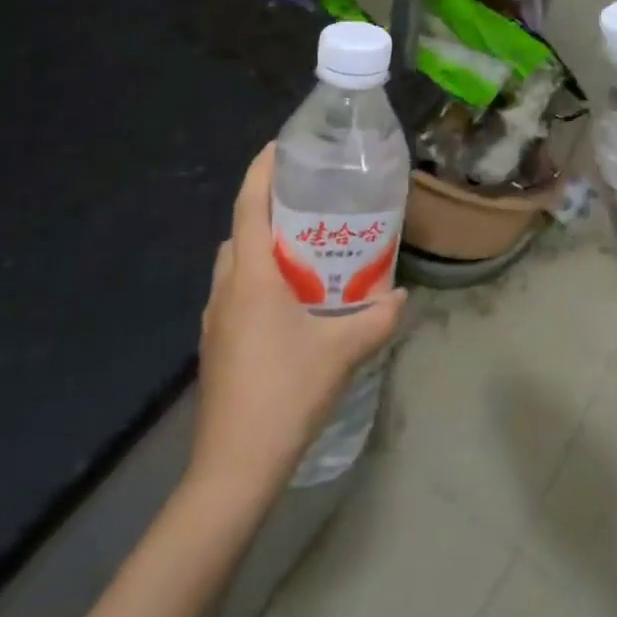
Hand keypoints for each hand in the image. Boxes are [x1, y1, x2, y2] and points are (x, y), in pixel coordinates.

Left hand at [191, 144, 406, 493]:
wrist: (233, 469)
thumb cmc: (285, 393)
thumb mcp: (341, 351)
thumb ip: (377, 319)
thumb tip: (401, 296)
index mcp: (251, 276)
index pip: (249, 205)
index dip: (261, 171)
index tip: (279, 146)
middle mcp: (227, 288)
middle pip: (241, 230)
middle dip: (267, 207)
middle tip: (308, 201)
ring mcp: (216, 319)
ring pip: (235, 263)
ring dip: (261, 245)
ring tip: (303, 247)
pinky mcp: (216, 344)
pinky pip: (235, 291)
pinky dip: (256, 277)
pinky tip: (289, 300)